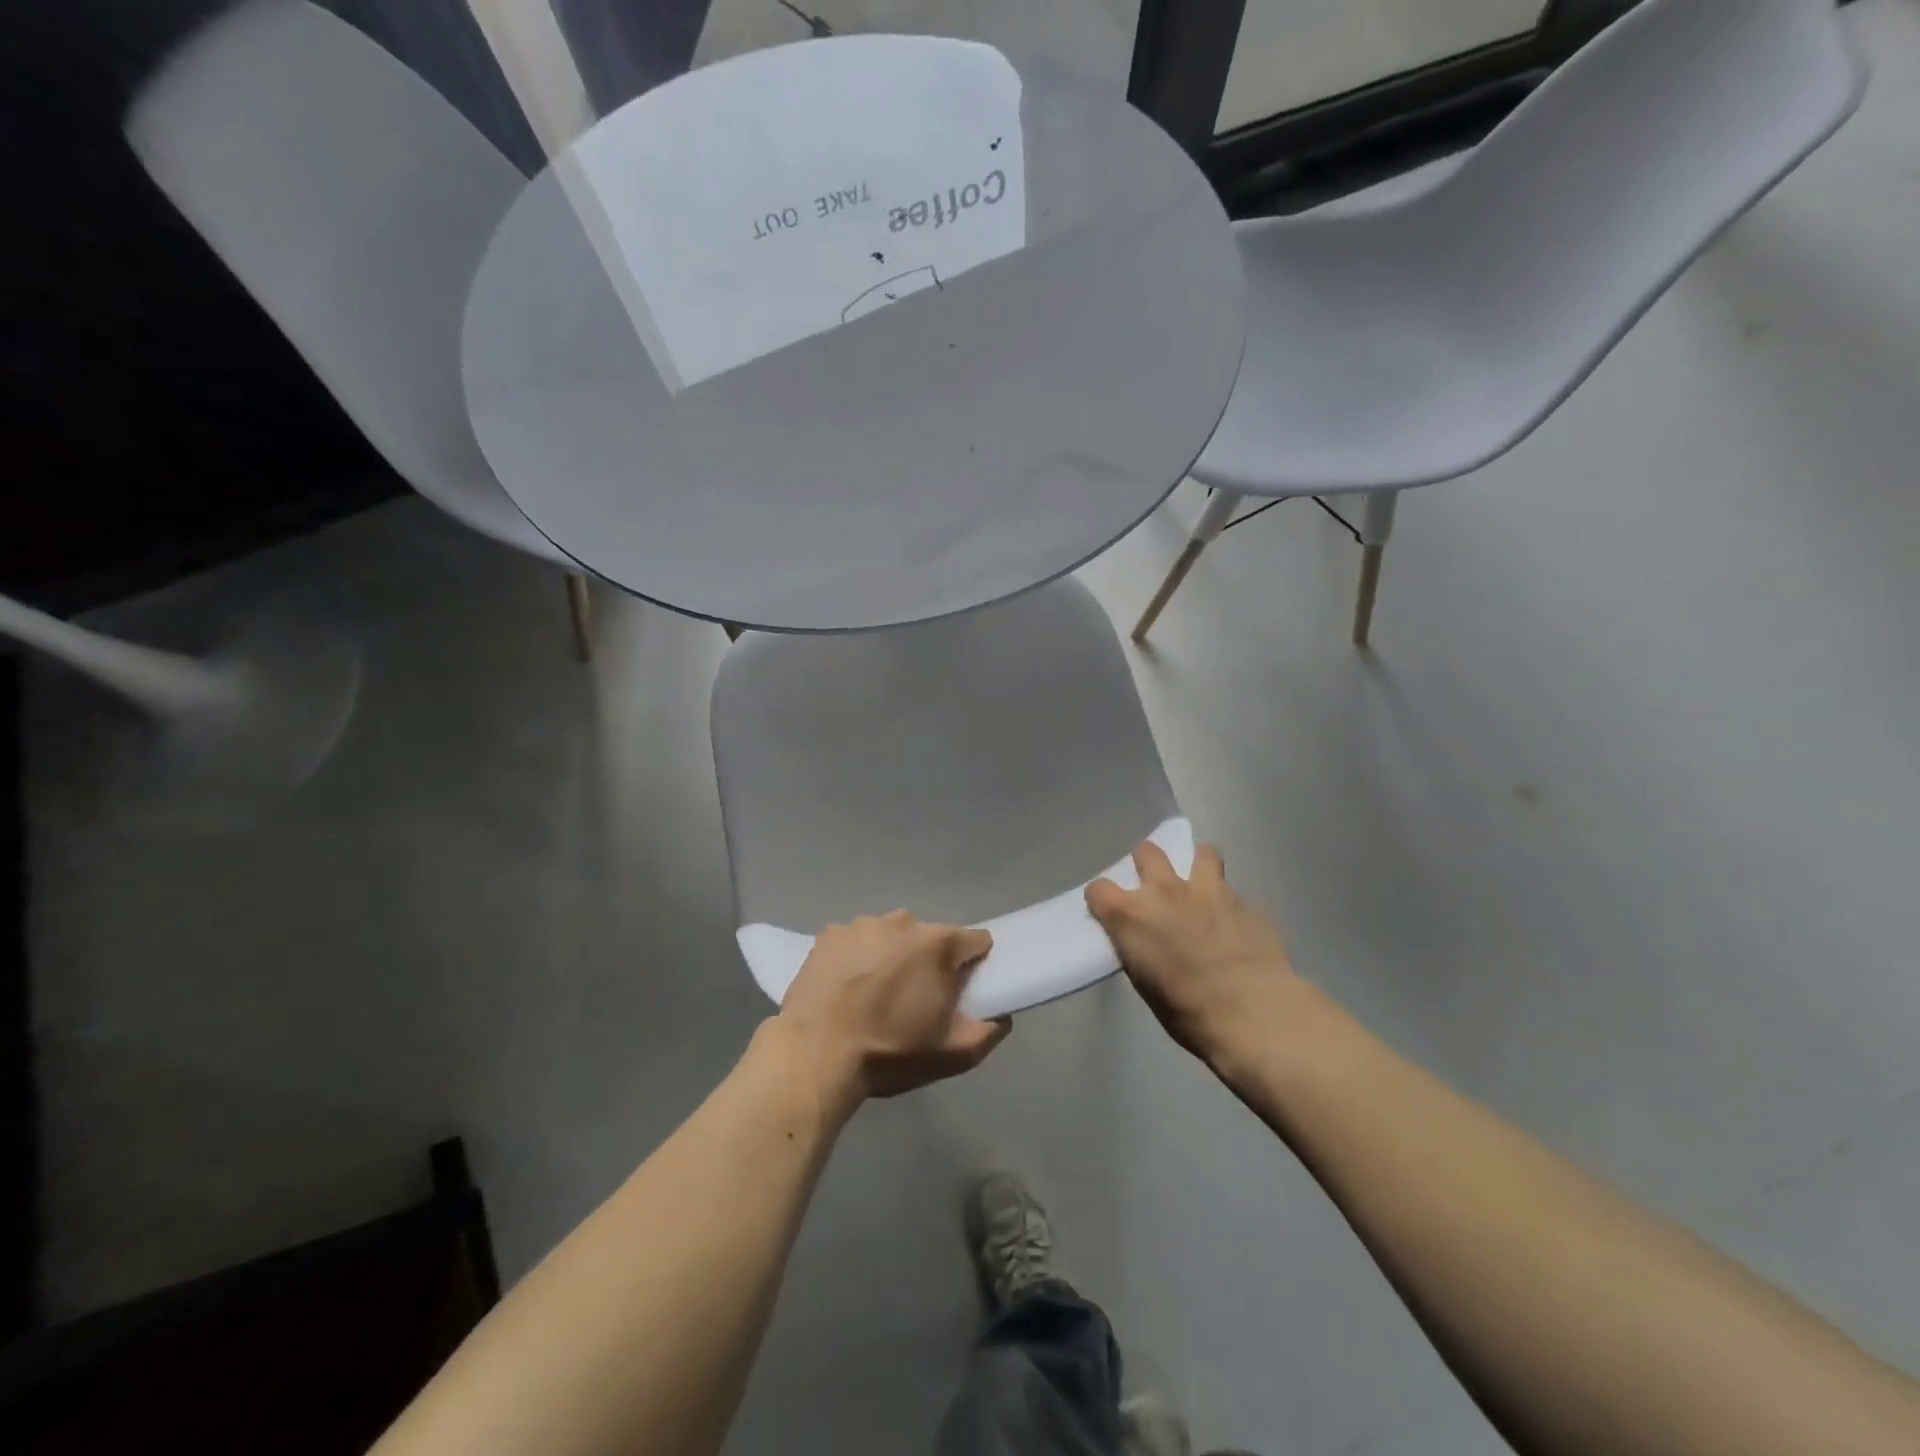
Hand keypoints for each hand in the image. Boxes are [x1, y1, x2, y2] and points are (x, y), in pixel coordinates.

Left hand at [777, 911, 1010, 1109]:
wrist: (814, 1054)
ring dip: (892, 957)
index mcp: (938, 943)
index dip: (974, 964)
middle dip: (929, 962)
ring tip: (874, 995)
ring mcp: (863, 924)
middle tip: (915, 1000)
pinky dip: (857, 957)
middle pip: (930, 937)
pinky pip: (856, 940)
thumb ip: (989, 1031)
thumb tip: (1000, 1015)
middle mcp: (904, 921)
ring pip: (891, 936)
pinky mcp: (829, 934)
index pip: (975, 941)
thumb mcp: (953, 1054)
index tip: (963, 989)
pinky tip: (845, 988)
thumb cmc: (890, 1052)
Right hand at [1086, 841, 1304, 1072]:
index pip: (1098, 889)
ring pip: (1201, 852)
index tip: (1109, 913)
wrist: (1253, 1012)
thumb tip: (1144, 941)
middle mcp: (1164, 890)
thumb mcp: (1145, 984)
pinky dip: (1228, 903)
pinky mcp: (1244, 900)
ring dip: (1197, 866)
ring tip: (1201, 888)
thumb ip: (1138, 948)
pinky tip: (1235, 925)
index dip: (1102, 900)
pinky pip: (1231, 890)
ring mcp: (1207, 890)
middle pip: (1146, 852)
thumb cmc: (1188, 1011)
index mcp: (1130, 914)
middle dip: (1147, 865)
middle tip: (1156, 890)